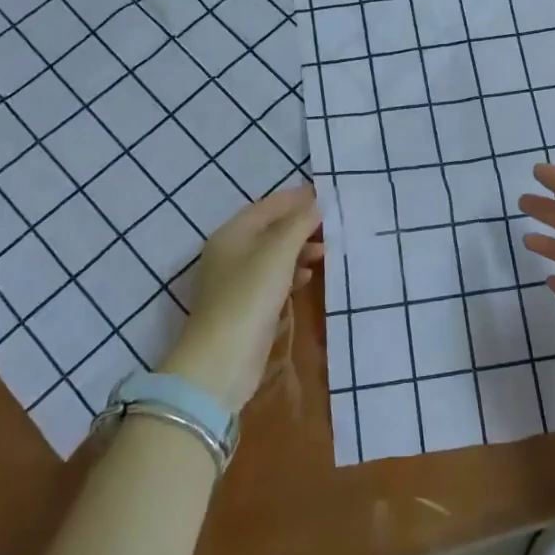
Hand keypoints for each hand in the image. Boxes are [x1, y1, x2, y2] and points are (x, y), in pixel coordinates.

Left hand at [161, 185, 323, 412]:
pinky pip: (272, 279)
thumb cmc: (250, 295)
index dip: (297, 198)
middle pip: (270, 229)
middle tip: (332, 224)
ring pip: (273, 255)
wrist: (222, 360)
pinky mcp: (245, 306)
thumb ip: (299, 224)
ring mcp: (236, 281)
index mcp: (232, 233)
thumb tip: (316, 204)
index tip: (327, 194)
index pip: (269, 205)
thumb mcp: (278, 252)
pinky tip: (308, 277)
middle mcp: (230, 252)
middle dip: (300, 225)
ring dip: (299, 250)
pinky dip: (292, 273)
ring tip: (326, 252)